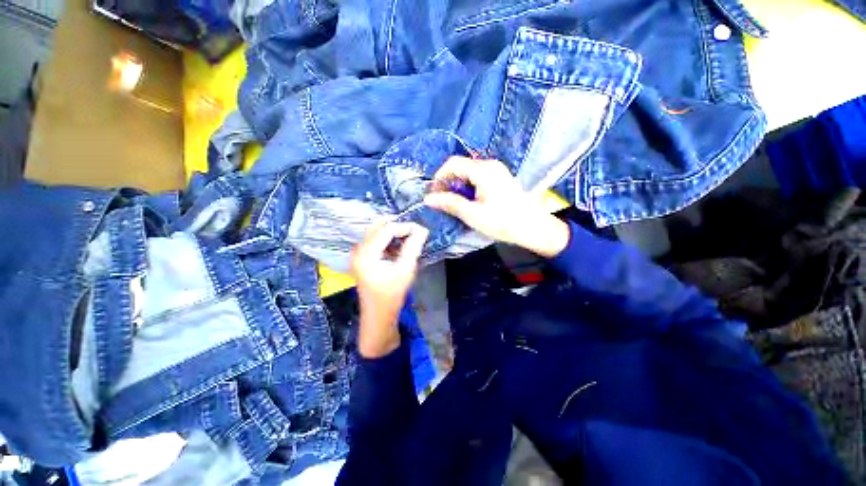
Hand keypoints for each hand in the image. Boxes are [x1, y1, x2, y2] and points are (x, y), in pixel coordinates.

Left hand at [350, 219, 428, 357]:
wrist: (378, 317)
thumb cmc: (392, 296)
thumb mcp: (405, 270)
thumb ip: (413, 247)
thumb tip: (422, 229)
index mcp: (366, 254)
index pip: (386, 230)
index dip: (405, 227)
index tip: (422, 230)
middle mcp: (358, 250)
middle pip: (377, 227)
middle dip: (397, 225)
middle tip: (414, 230)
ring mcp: (358, 255)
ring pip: (375, 232)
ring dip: (392, 232)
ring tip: (409, 237)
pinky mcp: (362, 259)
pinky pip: (375, 241)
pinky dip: (387, 240)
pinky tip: (399, 246)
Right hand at [424, 157, 569, 256]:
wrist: (533, 228)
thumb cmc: (502, 222)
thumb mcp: (473, 214)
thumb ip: (450, 203)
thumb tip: (428, 199)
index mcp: (483, 170)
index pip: (453, 163)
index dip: (439, 176)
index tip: (433, 193)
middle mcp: (490, 164)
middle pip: (461, 166)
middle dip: (448, 181)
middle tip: (442, 200)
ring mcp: (497, 170)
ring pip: (469, 171)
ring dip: (458, 184)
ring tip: (455, 202)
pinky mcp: (501, 177)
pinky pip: (478, 176)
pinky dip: (468, 186)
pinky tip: (470, 200)